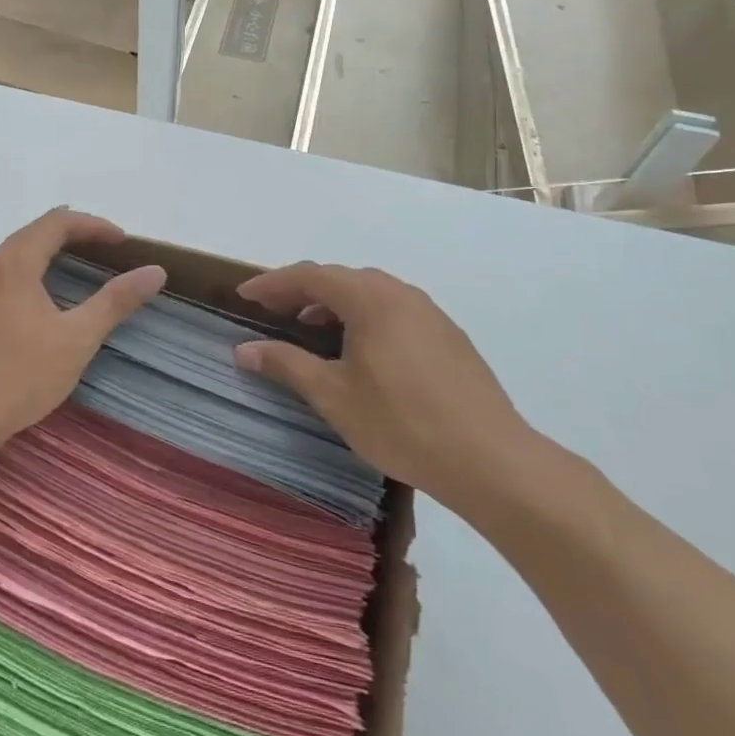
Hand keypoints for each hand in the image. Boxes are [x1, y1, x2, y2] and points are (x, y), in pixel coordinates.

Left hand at [0, 209, 165, 454]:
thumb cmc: (20, 376)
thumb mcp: (77, 339)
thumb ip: (116, 301)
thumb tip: (155, 271)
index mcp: (14, 262)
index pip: (57, 222)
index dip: (93, 225)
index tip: (122, 241)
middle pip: (34, 232)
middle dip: (73, 234)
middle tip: (105, 249)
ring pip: (15, 253)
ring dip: (49, 252)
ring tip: (77, 266)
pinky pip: (1, 274)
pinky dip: (29, 271)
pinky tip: (40, 298)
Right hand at [234, 264, 537, 517]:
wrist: (490, 459)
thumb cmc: (401, 423)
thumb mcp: (333, 396)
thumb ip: (286, 364)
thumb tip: (244, 349)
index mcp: (369, 298)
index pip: (310, 276)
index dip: (273, 284)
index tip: (245, 296)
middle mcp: (399, 293)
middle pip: (341, 279)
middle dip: (302, 291)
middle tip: (274, 311)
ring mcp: (429, 313)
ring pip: (370, 294)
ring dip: (335, 305)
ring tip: (312, 330)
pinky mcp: (448, 336)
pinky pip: (393, 311)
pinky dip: (364, 318)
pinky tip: (361, 351)